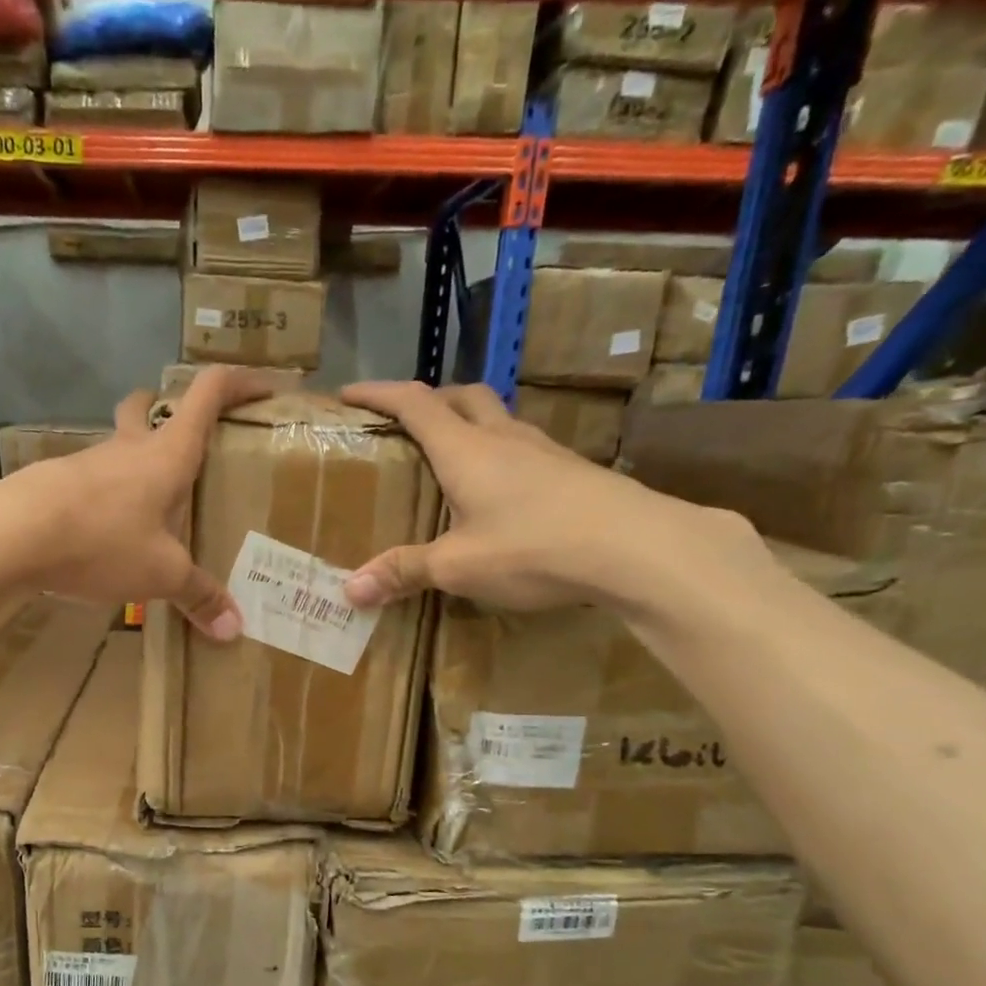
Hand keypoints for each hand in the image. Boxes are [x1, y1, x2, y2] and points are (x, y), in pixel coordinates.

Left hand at [0, 366, 279, 637]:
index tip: (265, 386)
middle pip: (148, 408)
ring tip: (153, 506)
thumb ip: (198, 596)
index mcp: (166, 454)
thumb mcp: (161, 574)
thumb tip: (233, 629)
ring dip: (136, 461)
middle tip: (187, 441)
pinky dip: (109, 496)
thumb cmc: (102, 540)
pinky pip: (92, 482)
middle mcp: (127, 448)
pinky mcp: (56, 485)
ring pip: (117, 446)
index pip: (207, 394)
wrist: (11, 536)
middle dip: (168, 412)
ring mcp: (87, 463)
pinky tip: (110, 533)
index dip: (240, 383)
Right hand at [338, 382, 761, 614]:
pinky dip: (500, 456)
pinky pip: (524, 450)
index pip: (415, 404)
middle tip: (406, 424)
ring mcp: (544, 452)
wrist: (636, 548)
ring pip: (498, 420)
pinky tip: (502, 493)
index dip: (379, 394)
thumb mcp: (458, 566)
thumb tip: (350, 591)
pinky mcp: (573, 472)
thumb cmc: (532, 547)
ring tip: (453, 458)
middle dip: (429, 401)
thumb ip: (405, 572)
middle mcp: (503, 438)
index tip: (349, 393)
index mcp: (465, 449)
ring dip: (470, 425)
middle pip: (463, 397)